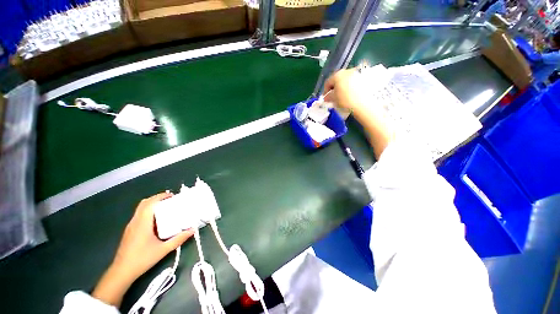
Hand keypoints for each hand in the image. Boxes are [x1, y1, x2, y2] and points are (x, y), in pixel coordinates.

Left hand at [92, 192, 193, 306]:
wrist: (122, 272)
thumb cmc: (142, 259)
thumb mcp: (164, 250)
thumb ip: (179, 239)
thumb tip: (192, 230)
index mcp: (142, 223)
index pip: (150, 203)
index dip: (161, 196)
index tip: (173, 196)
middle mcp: (135, 221)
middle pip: (144, 203)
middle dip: (157, 198)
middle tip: (170, 200)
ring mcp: (131, 226)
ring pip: (140, 209)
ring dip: (152, 205)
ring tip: (165, 208)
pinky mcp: (129, 231)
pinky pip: (139, 215)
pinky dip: (148, 211)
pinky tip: (156, 220)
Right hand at [323, 69, 392, 158]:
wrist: (365, 104)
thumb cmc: (346, 101)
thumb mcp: (334, 100)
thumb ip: (328, 97)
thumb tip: (326, 97)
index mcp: (338, 75)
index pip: (328, 82)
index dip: (325, 91)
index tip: (325, 98)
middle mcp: (348, 70)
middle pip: (338, 79)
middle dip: (335, 88)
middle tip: (335, 97)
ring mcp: (358, 72)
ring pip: (347, 79)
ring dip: (344, 87)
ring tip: (345, 96)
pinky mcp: (367, 76)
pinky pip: (356, 81)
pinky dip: (353, 86)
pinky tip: (353, 94)